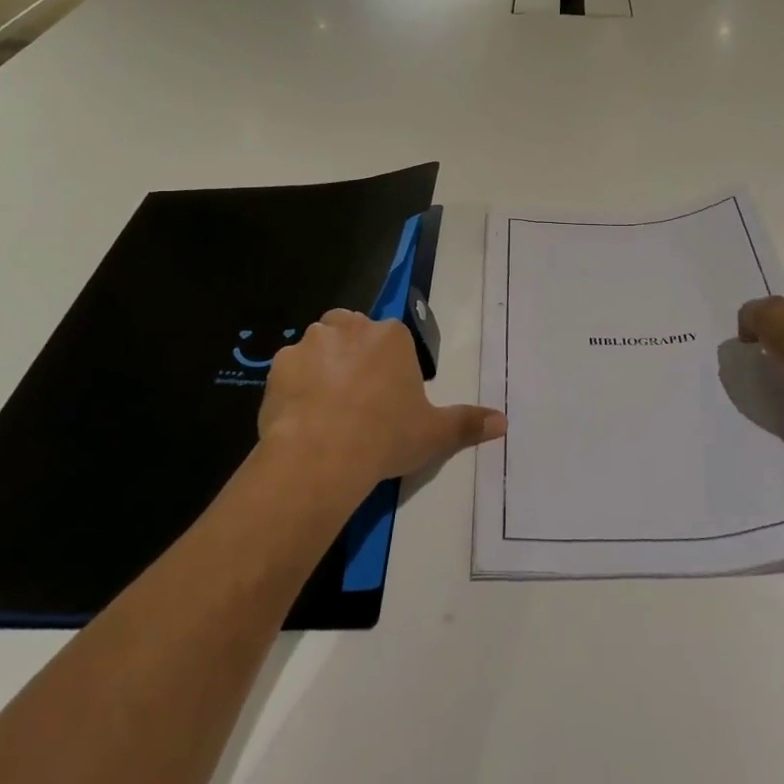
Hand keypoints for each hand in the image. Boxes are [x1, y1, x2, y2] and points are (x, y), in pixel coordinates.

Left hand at [258, 309, 506, 493]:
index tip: (387, 397)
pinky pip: (290, 369)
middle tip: (357, 396)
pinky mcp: (279, 364)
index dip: (389, 366)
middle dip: (354, 354)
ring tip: (326, 406)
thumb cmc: (385, 436)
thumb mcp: (434, 434)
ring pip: (319, 345)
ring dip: (323, 365)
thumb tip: (504, 422)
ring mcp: (311, 342)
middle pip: (353, 330)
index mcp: (391, 336)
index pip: (391, 339)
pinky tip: (300, 415)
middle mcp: (351, 327)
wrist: (321, 455)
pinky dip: (294, 385)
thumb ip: (468, 423)